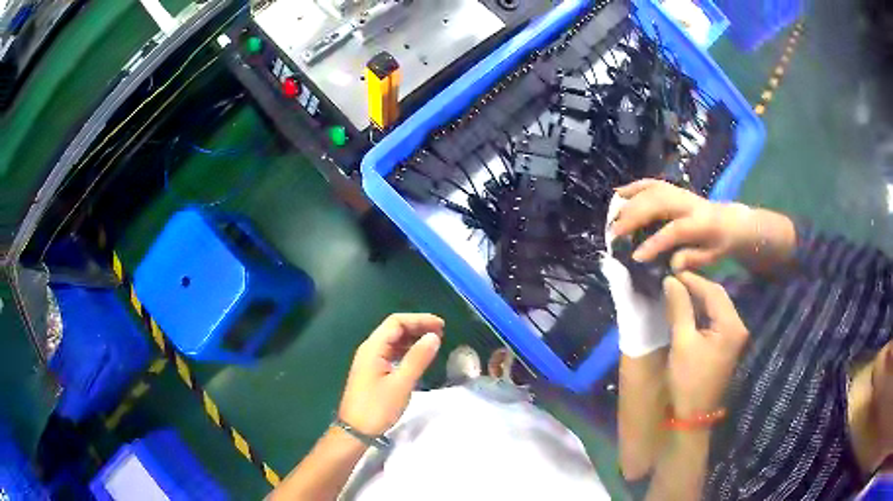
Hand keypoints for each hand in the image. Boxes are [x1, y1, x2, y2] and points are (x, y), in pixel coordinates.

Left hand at [338, 314, 443, 435]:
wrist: (355, 430)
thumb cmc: (377, 407)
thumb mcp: (401, 383)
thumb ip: (417, 358)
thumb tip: (433, 336)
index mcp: (373, 348)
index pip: (396, 322)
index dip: (419, 319)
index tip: (441, 326)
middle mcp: (370, 350)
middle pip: (394, 329)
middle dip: (417, 327)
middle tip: (441, 333)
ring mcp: (369, 361)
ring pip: (393, 341)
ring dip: (412, 339)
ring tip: (433, 343)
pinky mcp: (372, 372)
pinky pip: (391, 353)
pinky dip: (406, 351)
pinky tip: (418, 358)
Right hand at [612, 179, 753, 270]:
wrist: (731, 220)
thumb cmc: (720, 243)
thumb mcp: (712, 257)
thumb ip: (692, 259)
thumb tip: (671, 264)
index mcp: (701, 223)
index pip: (675, 230)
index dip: (655, 243)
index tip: (635, 257)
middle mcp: (688, 203)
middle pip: (656, 203)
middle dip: (633, 217)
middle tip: (614, 234)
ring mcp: (679, 192)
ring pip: (651, 191)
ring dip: (629, 203)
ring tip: (613, 218)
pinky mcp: (673, 188)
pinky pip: (651, 183)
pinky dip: (634, 187)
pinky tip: (619, 193)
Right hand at [663, 273, 748, 416]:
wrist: (694, 415)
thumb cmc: (688, 380)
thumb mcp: (682, 343)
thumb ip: (679, 308)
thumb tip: (670, 280)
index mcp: (731, 325)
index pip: (713, 291)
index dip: (692, 279)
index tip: (671, 271)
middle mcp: (738, 325)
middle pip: (718, 296)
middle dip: (696, 286)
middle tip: (672, 280)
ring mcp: (734, 335)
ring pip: (717, 305)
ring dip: (698, 297)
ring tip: (677, 291)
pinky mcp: (728, 343)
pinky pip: (715, 317)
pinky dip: (702, 310)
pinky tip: (687, 308)